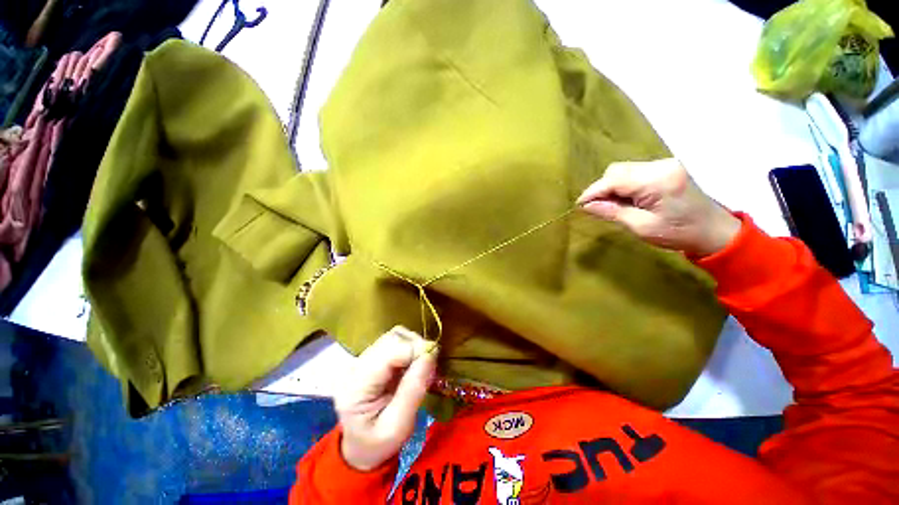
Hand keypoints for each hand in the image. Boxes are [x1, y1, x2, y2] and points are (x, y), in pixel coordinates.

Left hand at [335, 326, 436, 471]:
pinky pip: (396, 342)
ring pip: (395, 335)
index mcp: (357, 385)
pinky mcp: (373, 357)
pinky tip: (414, 364)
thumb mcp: (398, 428)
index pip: (389, 351)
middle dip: (416, 346)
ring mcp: (363, 359)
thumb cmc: (378, 445)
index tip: (434, 362)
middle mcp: (356, 365)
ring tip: (422, 365)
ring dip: (414, 345)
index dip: (415, 350)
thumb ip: (413, 391)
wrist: (360, 448)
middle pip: (392, 338)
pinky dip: (410, 347)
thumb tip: (430, 356)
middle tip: (430, 366)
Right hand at [577, 158, 739, 256]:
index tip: (579, 205)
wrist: (714, 231)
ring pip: (624, 170)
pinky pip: (634, 172)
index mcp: (657, 181)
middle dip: (602, 189)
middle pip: (617, 170)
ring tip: (613, 205)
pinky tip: (626, 199)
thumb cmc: (678, 233)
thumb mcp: (641, 227)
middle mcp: (660, 166)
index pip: (614, 179)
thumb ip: (612, 212)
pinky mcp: (665, 168)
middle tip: (597, 208)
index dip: (593, 191)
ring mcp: (664, 164)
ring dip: (612, 187)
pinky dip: (623, 185)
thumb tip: (587, 205)